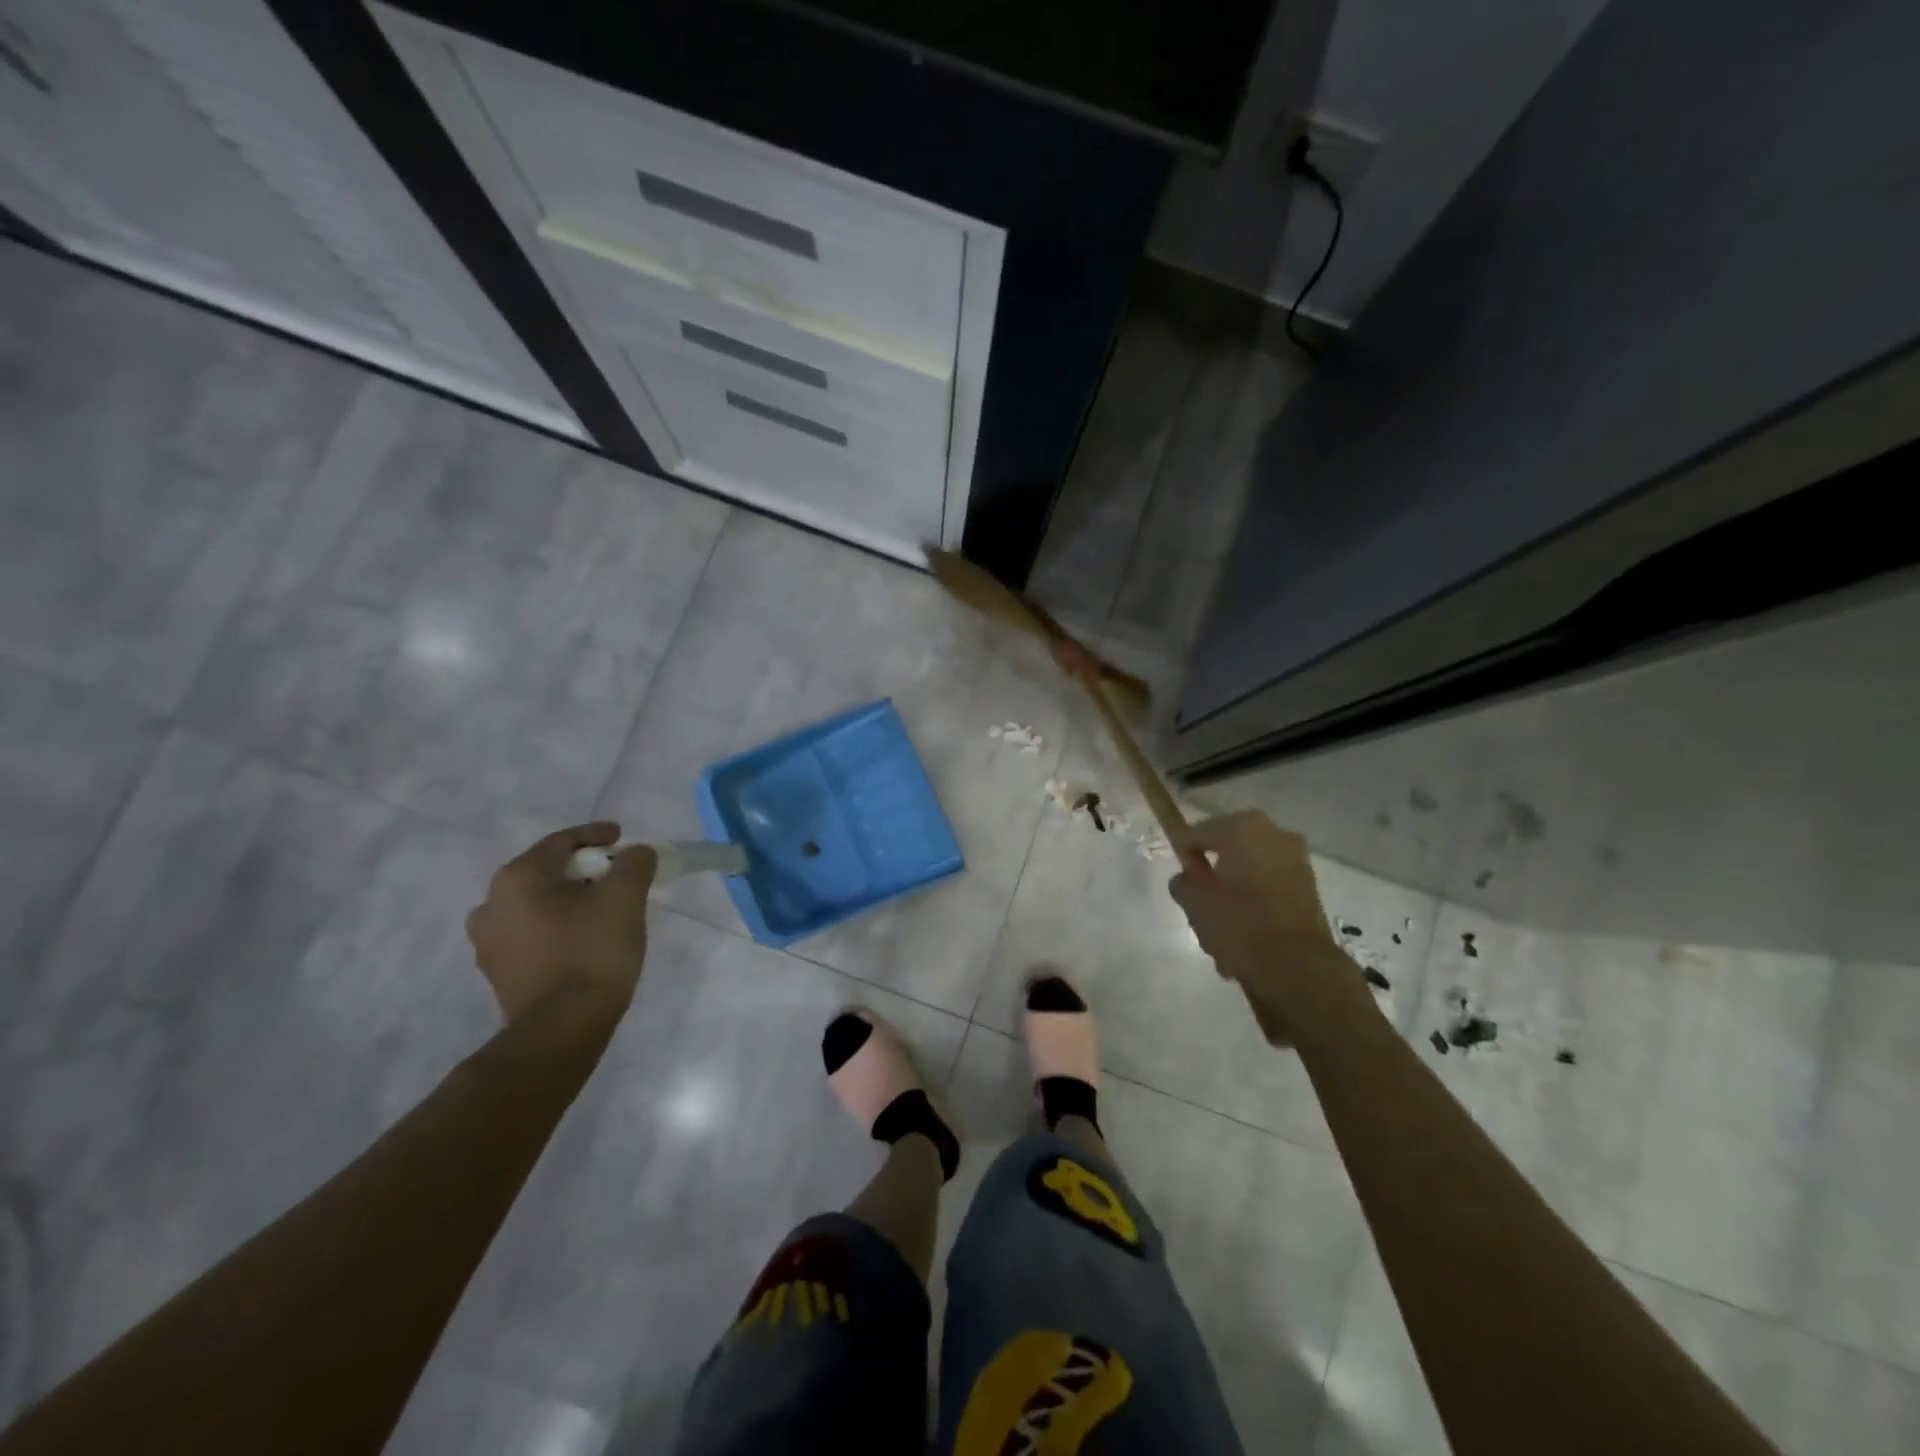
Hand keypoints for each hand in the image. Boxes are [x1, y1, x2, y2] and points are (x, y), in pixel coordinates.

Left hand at [466, 822, 656, 1023]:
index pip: (561, 842)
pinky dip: (557, 925)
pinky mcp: (497, 972)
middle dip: (582, 870)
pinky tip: (583, 937)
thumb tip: (636, 853)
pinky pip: (531, 933)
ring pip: (536, 904)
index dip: (596, 835)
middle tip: (616, 875)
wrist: (562, 1028)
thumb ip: (634, 864)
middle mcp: (490, 904)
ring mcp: (488, 942)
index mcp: (517, 878)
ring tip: (601, 908)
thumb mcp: (625, 897)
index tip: (622, 837)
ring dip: (568, 899)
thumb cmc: (592, 951)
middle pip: (545, 872)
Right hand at [1168, 812, 1366, 1045]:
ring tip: (1222, 934)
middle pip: (1227, 853)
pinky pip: (1269, 891)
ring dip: (1234, 896)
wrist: (1295, 966)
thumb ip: (1183, 881)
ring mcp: (1296, 862)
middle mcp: (1274, 834)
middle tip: (1200, 908)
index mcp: (1243, 828)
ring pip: (1249, 874)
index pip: (1198, 833)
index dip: (1185, 855)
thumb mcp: (1193, 900)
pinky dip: (1255, 908)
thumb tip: (1191, 878)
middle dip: (1214, 878)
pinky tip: (1244, 940)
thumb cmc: (1237, 922)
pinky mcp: (1309, 889)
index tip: (1182, 881)